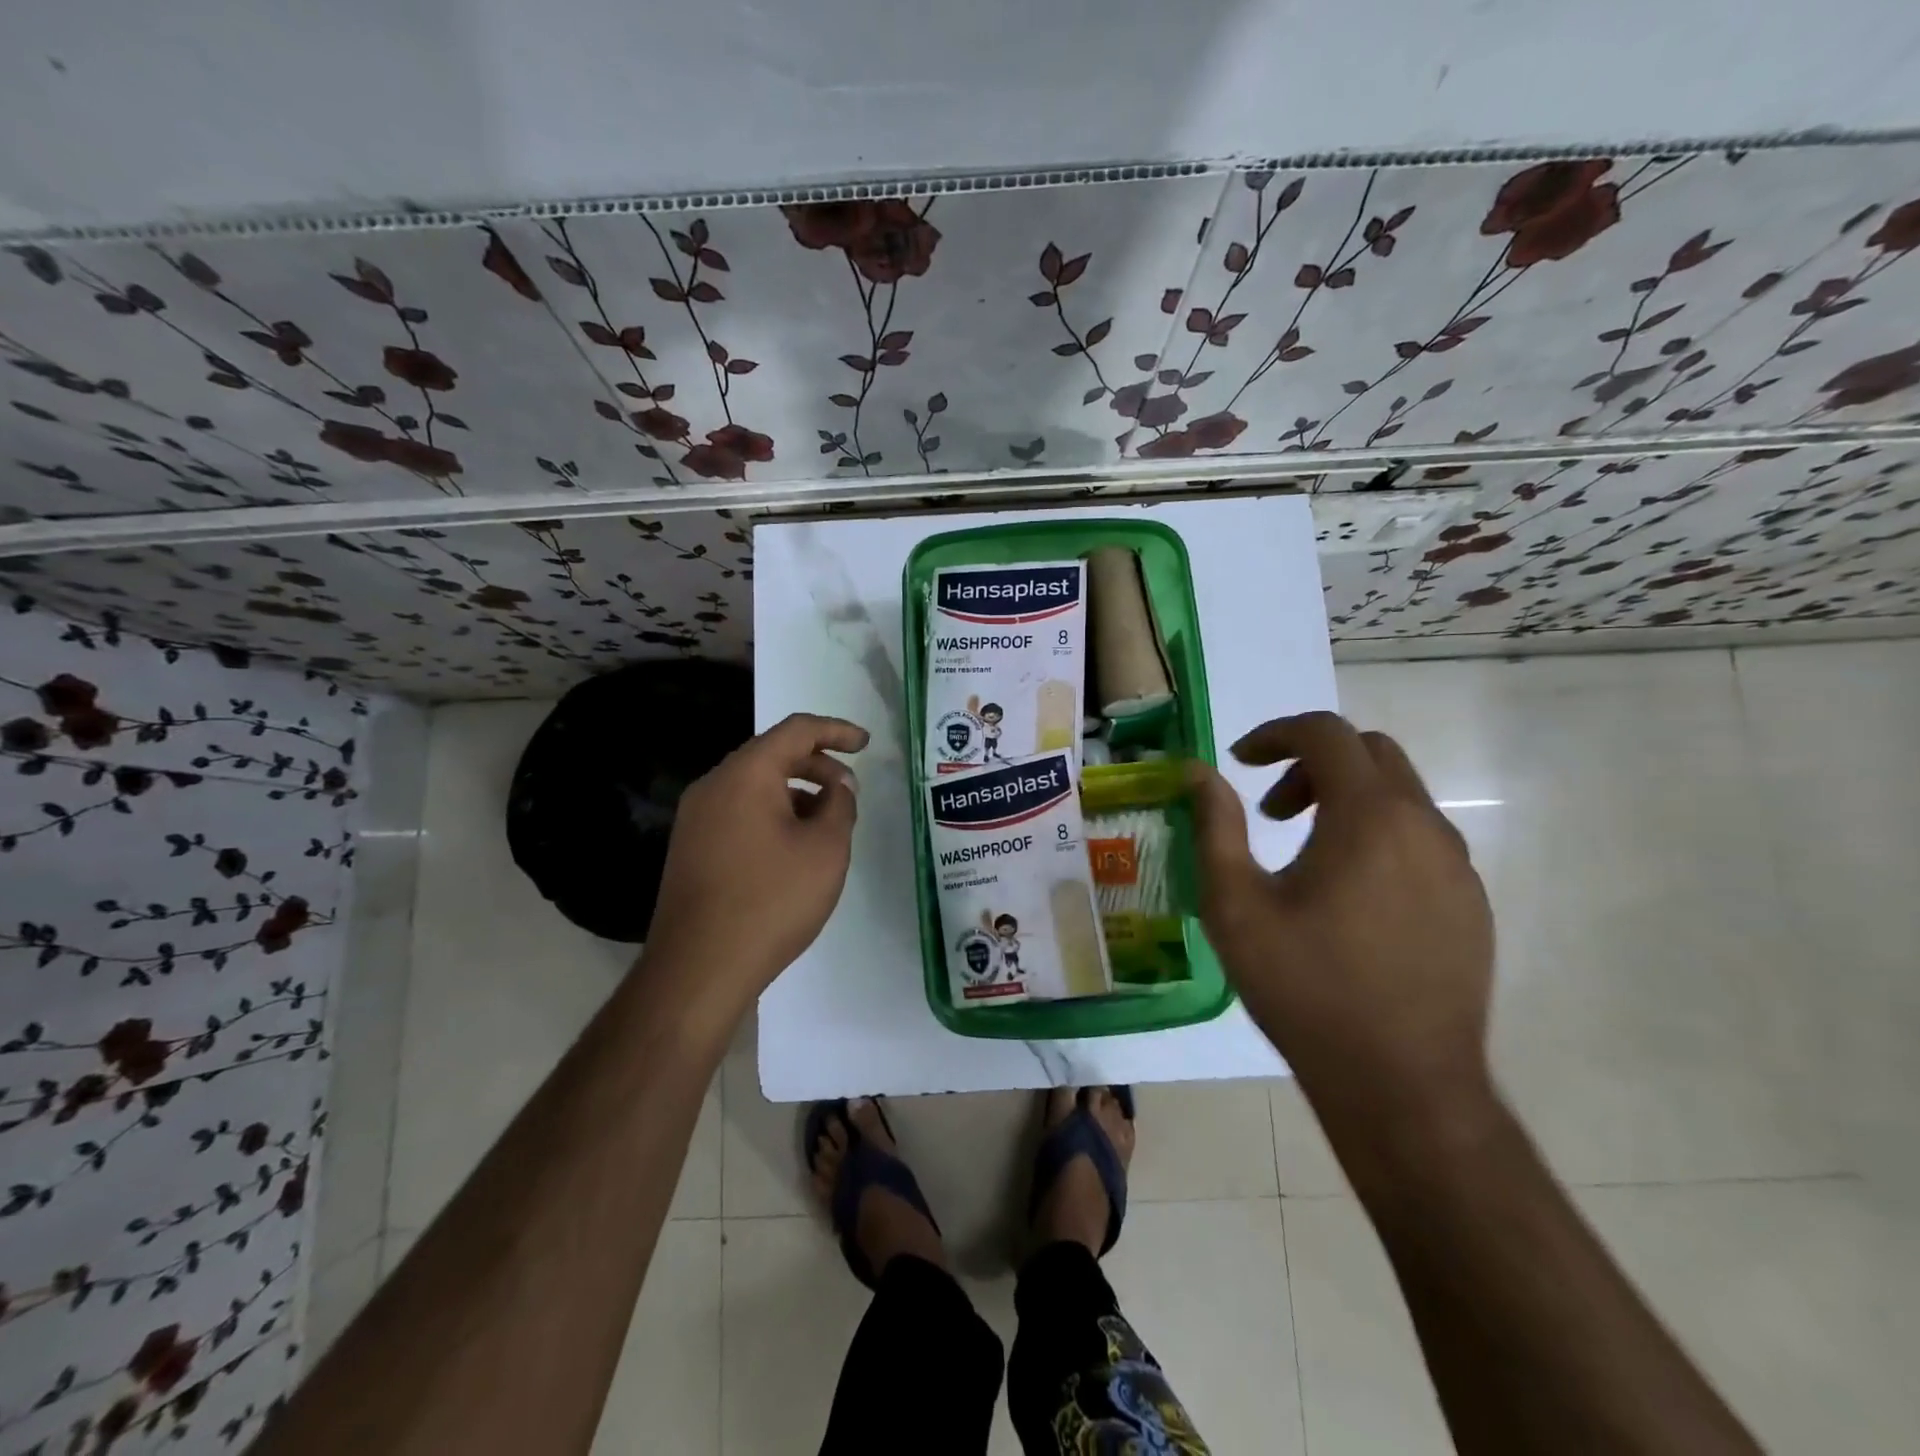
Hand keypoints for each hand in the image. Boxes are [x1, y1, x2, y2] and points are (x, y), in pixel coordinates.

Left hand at [644, 713, 868, 1010]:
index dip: (837, 731)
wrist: (698, 969)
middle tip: (850, 792)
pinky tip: (793, 849)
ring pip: (755, 786)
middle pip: (772, 755)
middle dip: (818, 766)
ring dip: (796, 793)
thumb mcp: (825, 850)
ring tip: (827, 825)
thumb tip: (838, 786)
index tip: (866, 745)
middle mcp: (714, 785)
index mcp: (746, 774)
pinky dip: (772, 815)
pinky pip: (739, 812)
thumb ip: (840, 805)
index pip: (797, 730)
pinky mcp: (691, 847)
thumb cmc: (771, 901)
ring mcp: (696, 818)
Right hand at [1186, 712, 1495, 1136]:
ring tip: (1303, 855)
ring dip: (1344, 799)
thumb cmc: (1306, 988)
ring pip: (1399, 795)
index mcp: (1369, 817)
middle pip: (1369, 753)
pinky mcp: (1470, 902)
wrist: (1403, 1085)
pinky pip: (1420, 838)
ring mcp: (1457, 865)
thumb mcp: (1236, 905)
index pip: (1325, 733)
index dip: (1274, 734)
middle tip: (1269, 811)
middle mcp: (1424, 826)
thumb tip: (1198, 772)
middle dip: (1311, 764)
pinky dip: (1376, 834)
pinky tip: (1347, 895)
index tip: (1238, 763)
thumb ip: (1215, 826)